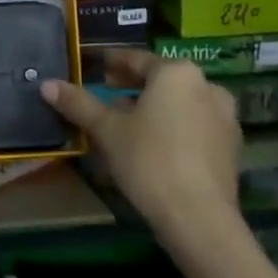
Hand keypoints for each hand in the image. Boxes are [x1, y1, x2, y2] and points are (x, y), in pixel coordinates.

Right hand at [42, 49, 242, 242]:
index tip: (95, 66)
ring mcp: (224, 118)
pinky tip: (153, 146)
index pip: (136, 60)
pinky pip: (193, 126)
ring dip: (153, 108)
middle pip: (160, 81)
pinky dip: (172, 128)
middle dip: (132, 87)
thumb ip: (78, 104)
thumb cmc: (149, 161)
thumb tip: (47, 84)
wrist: (199, 218)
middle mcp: (206, 87)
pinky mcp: (231, 148)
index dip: (112, 62)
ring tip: (126, 123)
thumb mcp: (107, 131)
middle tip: (105, 94)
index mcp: (176, 73)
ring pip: (179, 104)